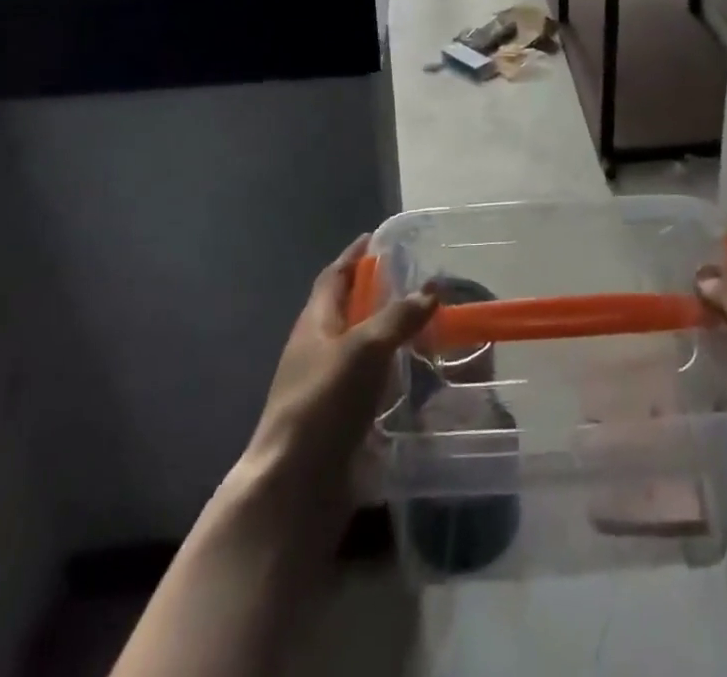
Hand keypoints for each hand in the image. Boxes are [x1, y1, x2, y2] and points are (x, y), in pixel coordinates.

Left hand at [217, 235, 436, 547]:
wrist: (294, 488)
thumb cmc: (324, 403)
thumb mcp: (366, 349)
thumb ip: (399, 316)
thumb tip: (432, 288)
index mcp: (315, 323)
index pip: (334, 276)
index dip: (354, 256)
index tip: (378, 239)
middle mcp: (316, 349)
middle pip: (346, 310)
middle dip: (374, 293)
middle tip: (414, 281)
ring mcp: (324, 387)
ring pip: (358, 347)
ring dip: (385, 334)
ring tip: (423, 326)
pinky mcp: (337, 420)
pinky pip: (366, 383)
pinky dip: (388, 372)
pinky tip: (414, 377)